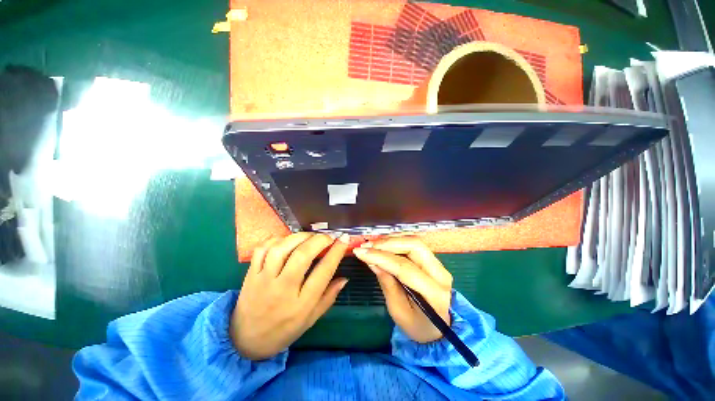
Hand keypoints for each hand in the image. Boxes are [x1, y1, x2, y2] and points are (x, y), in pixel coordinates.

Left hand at [230, 232, 349, 359]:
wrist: (246, 341)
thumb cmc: (284, 330)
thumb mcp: (311, 319)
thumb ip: (329, 297)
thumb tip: (345, 278)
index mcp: (301, 304)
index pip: (323, 272)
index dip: (336, 252)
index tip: (344, 239)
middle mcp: (283, 290)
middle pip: (302, 256)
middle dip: (319, 240)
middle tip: (328, 237)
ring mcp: (263, 280)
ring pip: (281, 249)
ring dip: (299, 237)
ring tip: (310, 236)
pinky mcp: (251, 275)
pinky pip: (262, 250)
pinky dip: (276, 240)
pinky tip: (287, 241)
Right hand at [353, 237, 451, 342]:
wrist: (439, 329)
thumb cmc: (417, 325)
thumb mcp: (398, 311)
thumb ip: (386, 283)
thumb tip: (371, 260)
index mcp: (434, 293)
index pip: (405, 267)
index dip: (381, 257)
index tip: (361, 252)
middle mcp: (441, 274)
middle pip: (414, 246)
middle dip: (387, 243)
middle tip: (366, 246)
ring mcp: (439, 265)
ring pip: (414, 242)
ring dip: (391, 240)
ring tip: (371, 244)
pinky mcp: (434, 261)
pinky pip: (414, 245)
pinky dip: (396, 242)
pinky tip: (383, 245)